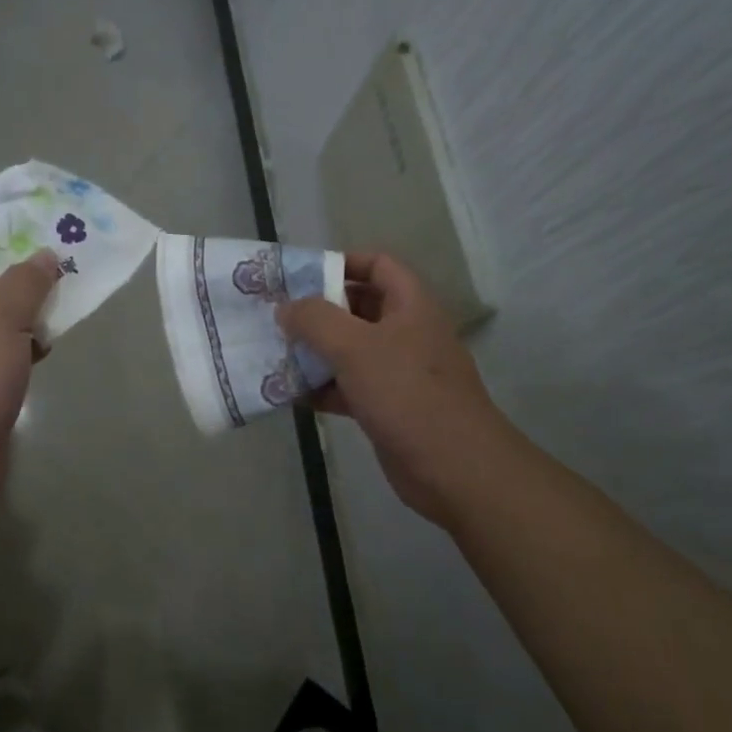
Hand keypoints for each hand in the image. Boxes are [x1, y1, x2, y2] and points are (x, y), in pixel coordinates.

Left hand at [0, 230, 60, 515]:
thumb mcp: (0, 319)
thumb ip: (25, 281)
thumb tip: (44, 256)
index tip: (27, 228)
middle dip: (17, 270)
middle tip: (60, 258)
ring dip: (26, 307)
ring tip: (66, 295)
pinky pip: (0, 349)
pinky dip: (24, 342)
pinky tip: (52, 341)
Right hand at [279, 253, 505, 517]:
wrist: (455, 469)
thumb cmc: (407, 394)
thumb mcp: (355, 347)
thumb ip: (315, 320)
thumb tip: (286, 308)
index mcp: (410, 306)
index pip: (378, 265)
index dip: (342, 262)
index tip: (302, 276)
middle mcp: (406, 333)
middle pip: (358, 307)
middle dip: (318, 310)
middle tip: (278, 315)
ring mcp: (398, 372)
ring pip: (350, 350)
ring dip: (315, 351)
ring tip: (276, 352)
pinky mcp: (388, 407)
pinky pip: (348, 387)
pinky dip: (322, 388)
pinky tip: (290, 394)